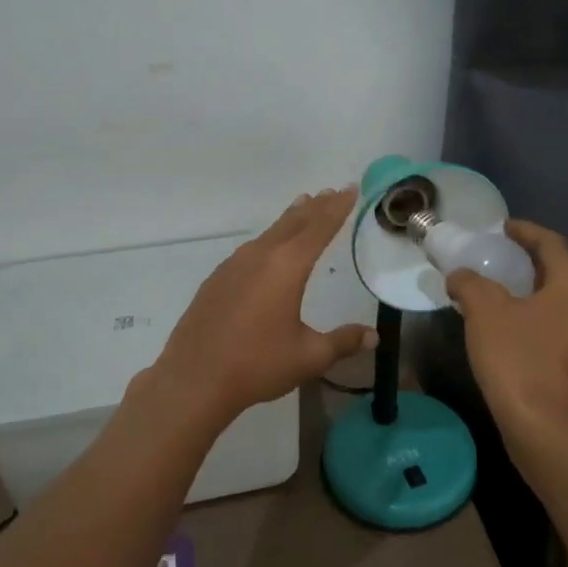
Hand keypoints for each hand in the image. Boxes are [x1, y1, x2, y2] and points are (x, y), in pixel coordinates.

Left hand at [146, 187, 375, 429]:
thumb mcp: (309, 356)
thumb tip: (373, 336)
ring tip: (303, 207)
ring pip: (269, 233)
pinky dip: (268, 238)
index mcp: (287, 267)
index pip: (319, 228)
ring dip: (290, 219)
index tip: (350, 188)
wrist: (194, 379)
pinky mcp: (217, 279)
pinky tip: (267, 248)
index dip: (338, 208)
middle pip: (293, 223)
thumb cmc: (257, 365)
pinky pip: (250, 249)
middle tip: (331, 192)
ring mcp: (233, 266)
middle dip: (316, 207)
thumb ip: (343, 342)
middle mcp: (260, 257)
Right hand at [446, 220, 567, 454]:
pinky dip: (545, 317)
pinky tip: (520, 326)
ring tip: (509, 292)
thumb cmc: (517, 358)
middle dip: (533, 262)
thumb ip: (470, 283)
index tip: (503, 228)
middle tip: (503, 258)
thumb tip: (460, 276)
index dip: (526, 231)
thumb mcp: (484, 311)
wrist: (543, 427)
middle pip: (564, 271)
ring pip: (567, 301)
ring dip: (540, 291)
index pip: (552, 244)